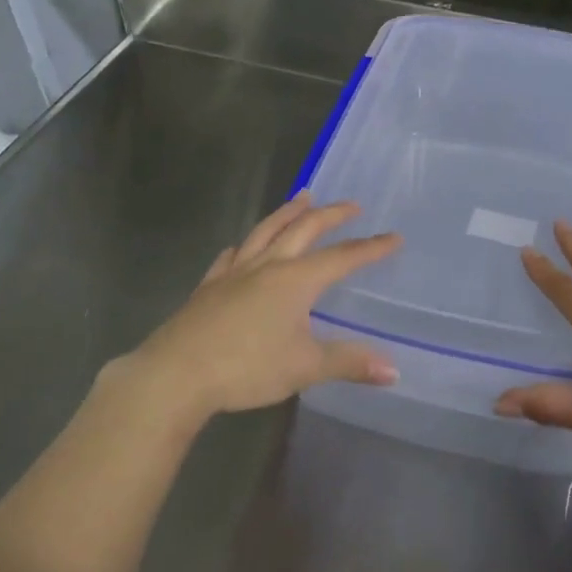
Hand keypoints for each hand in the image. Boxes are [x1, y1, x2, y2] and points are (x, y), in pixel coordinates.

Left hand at [106, 193, 400, 425]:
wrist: (177, 373)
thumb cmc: (247, 367)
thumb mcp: (305, 368)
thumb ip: (349, 363)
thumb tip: (393, 371)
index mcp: (296, 280)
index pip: (342, 257)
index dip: (370, 248)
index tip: (394, 237)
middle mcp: (268, 266)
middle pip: (303, 230)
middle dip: (330, 215)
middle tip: (351, 205)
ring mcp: (235, 272)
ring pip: (266, 231)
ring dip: (287, 213)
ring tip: (302, 198)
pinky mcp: (209, 286)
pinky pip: (232, 255)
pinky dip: (245, 245)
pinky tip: (242, 246)